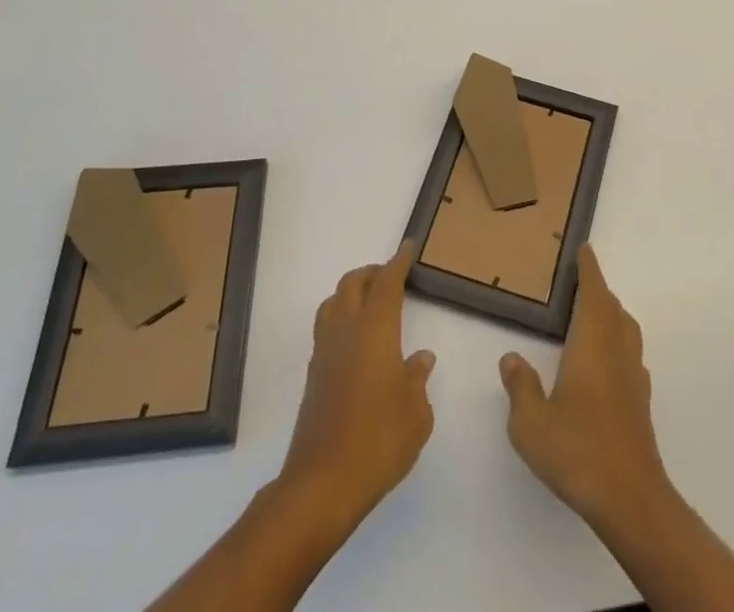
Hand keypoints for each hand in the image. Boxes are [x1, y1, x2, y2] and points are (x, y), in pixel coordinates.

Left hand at [278, 242, 436, 528]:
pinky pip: (326, 331)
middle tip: (392, 276)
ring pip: (332, 304)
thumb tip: (420, 358)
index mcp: (375, 331)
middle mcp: (346, 332)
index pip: (386, 283)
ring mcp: (324, 355)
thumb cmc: (379, 442)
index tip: (408, 247)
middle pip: (352, 285)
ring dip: (351, 294)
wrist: (321, 486)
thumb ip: (418, 380)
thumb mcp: (416, 413)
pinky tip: (357, 343)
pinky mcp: (313, 379)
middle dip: (372, 273)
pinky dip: (341, 321)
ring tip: (371, 304)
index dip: (398, 262)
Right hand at [498, 244, 670, 527]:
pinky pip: (630, 355)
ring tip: (592, 317)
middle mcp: (617, 351)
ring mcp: (633, 377)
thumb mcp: (531, 423)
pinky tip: (606, 364)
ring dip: (611, 314)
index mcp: (593, 344)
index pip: (594, 293)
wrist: (630, 498)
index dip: (589, 270)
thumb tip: (511, 357)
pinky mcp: (641, 402)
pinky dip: (618, 343)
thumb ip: (520, 386)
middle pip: (612, 308)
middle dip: (598, 290)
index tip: (585, 249)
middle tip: (580, 282)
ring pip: (626, 330)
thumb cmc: (578, 451)